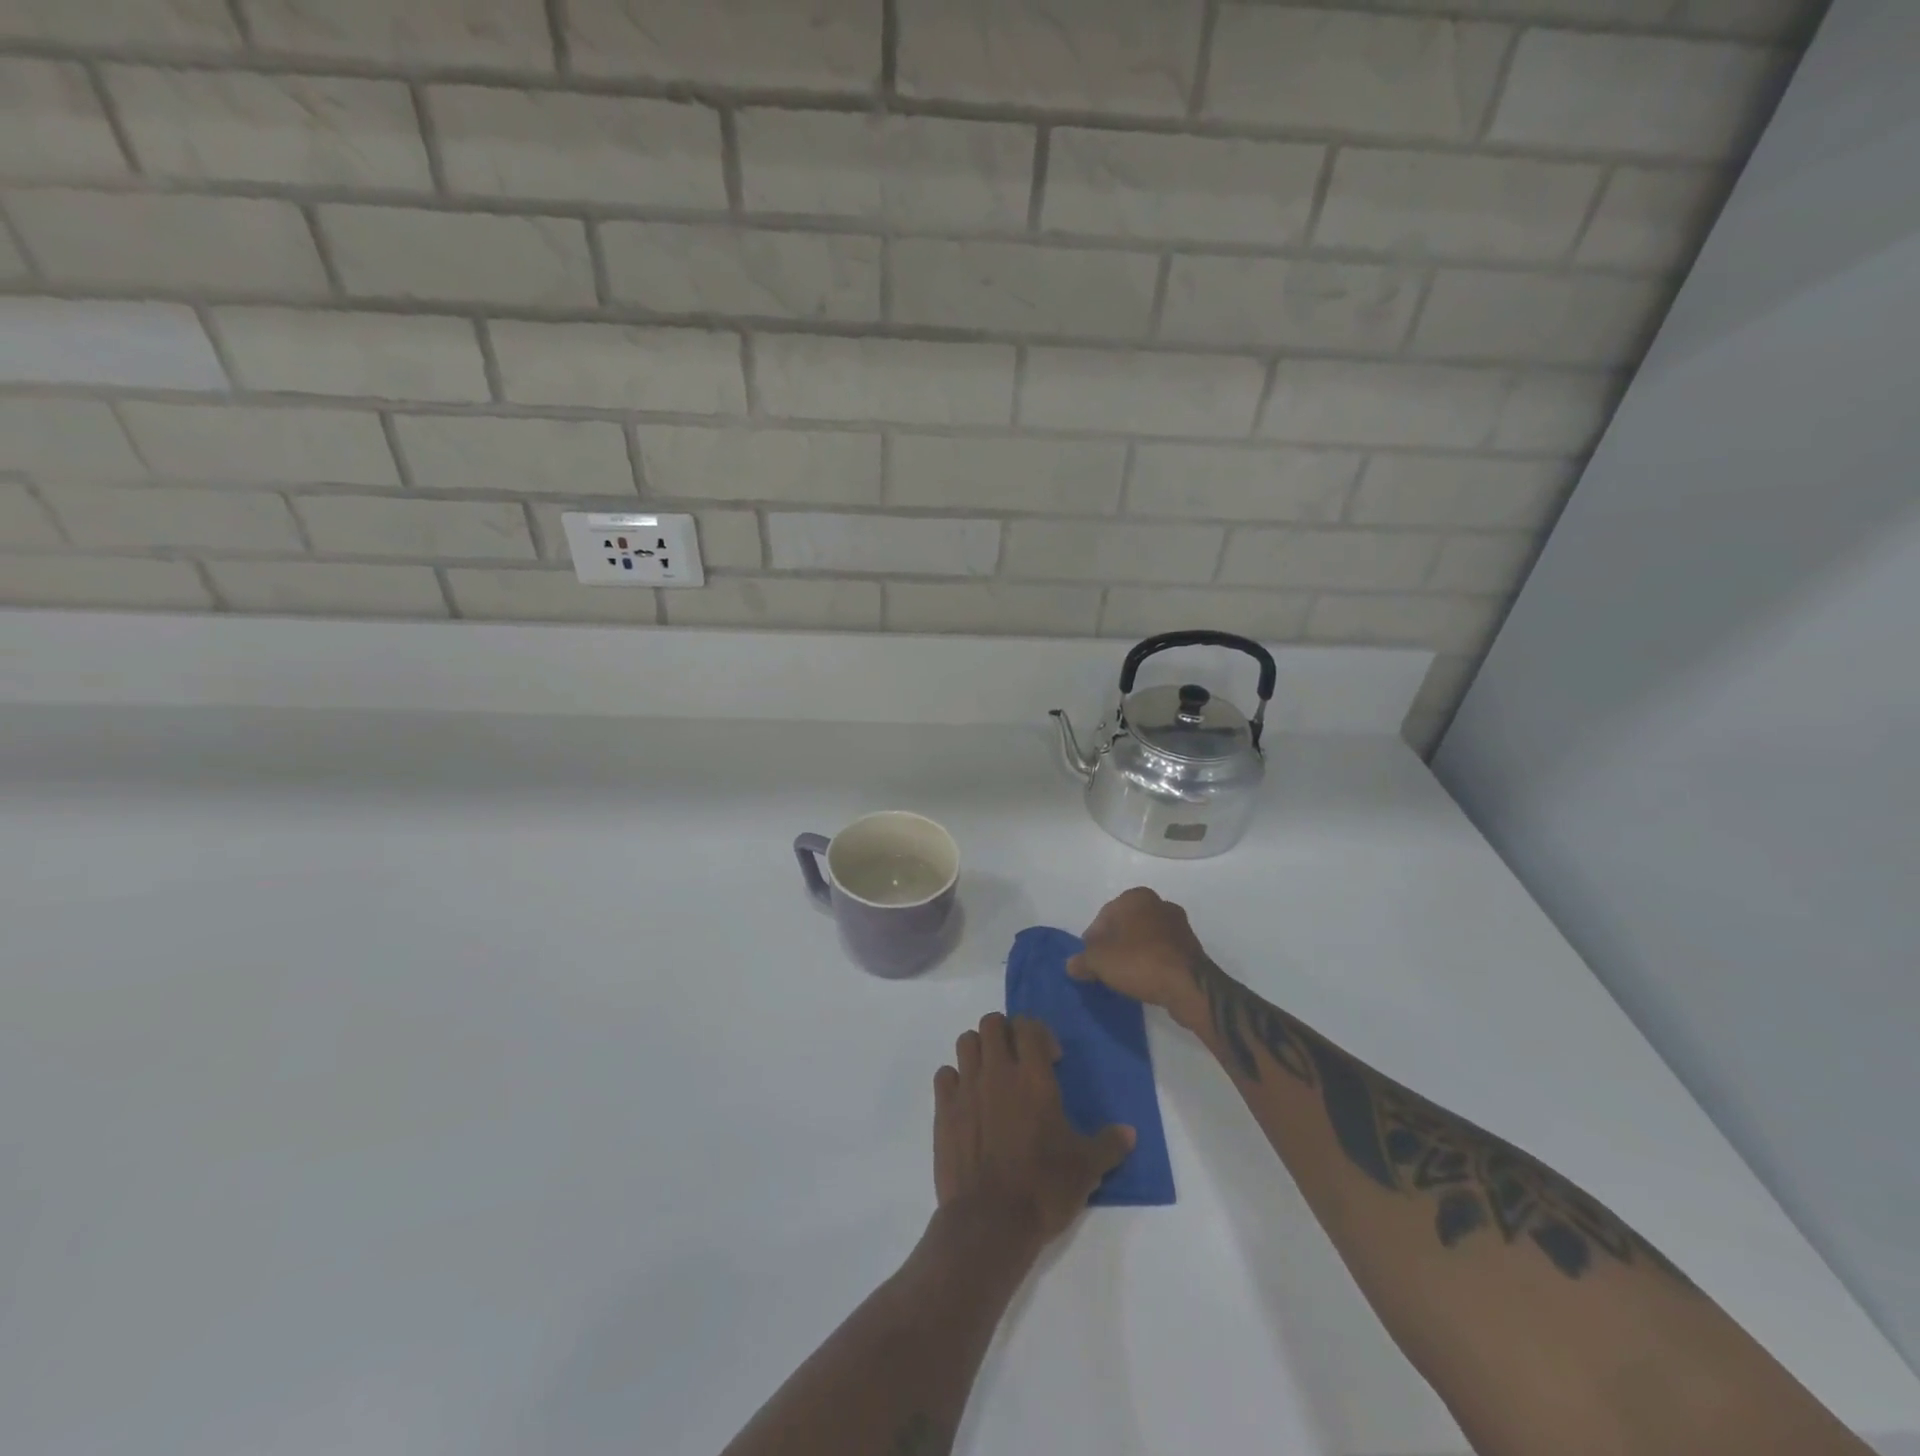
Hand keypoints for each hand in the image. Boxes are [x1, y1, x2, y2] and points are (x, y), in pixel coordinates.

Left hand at [933, 1013, 1134, 1250]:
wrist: (990, 1222)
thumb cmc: (1043, 1187)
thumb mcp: (1087, 1168)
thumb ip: (1109, 1144)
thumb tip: (1130, 1133)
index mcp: (1033, 1075)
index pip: (1029, 1025)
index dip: (1039, 1033)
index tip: (1051, 1058)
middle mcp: (997, 1071)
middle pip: (992, 1022)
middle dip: (1006, 1033)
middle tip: (1018, 1060)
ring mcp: (967, 1087)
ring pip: (966, 1042)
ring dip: (979, 1050)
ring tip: (992, 1075)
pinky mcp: (944, 1109)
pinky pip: (945, 1075)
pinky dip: (955, 1079)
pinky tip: (967, 1100)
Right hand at [1067, 887, 1213, 1031]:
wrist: (1188, 985)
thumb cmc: (1139, 961)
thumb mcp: (1099, 962)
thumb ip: (1082, 961)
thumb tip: (1071, 965)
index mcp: (1135, 897)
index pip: (1103, 917)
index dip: (1092, 940)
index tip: (1090, 961)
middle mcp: (1158, 903)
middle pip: (1125, 925)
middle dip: (1114, 944)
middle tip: (1105, 968)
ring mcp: (1178, 924)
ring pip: (1145, 938)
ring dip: (1134, 953)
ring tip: (1125, 977)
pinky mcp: (1191, 946)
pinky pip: (1162, 952)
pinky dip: (1152, 962)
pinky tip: (1145, 980)